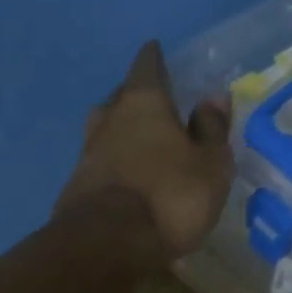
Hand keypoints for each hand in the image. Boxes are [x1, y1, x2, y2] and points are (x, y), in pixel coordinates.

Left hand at [55, 41, 234, 269]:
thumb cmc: (170, 197)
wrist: (107, 244)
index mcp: (144, 103)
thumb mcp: (210, 165)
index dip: (154, 58)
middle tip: (152, 97)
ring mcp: (88, 151)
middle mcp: (111, 118)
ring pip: (106, 127)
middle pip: (121, 96)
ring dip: (120, 127)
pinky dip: (113, 159)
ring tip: (137, 136)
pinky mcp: (77, 184)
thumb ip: (212, 129)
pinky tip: (124, 173)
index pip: (148, 67)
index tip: (156, 49)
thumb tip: (214, 96)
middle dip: (136, 93)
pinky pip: (100, 159)